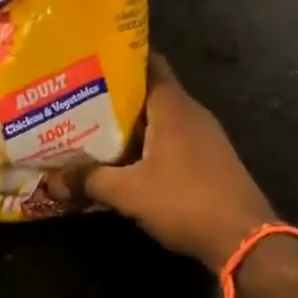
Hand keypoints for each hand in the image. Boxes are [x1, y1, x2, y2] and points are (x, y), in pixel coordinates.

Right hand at [50, 55, 277, 269]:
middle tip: (78, 97)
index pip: (148, 63)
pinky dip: (147, 142)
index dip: (120, 57)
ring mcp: (204, 136)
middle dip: (115, 94)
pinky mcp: (209, 159)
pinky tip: (123, 159)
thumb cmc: (185, 201)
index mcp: (173, 106)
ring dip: (130, 122)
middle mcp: (191, 113)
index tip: (90, 58)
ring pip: (159, 118)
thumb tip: (52, 180)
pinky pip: (171, 139)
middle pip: (149, 91)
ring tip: (92, 127)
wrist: (245, 240)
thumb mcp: (129, 192)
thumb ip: (89, 180)